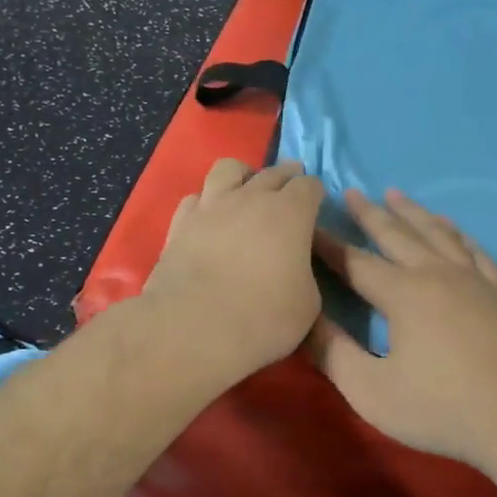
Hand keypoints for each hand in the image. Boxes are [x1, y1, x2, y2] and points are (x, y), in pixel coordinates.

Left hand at [142, 158, 325, 387]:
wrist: (195, 328)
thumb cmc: (264, 317)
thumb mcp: (308, 303)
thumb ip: (304, 272)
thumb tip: (294, 267)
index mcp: (291, 213)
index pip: (309, 186)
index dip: (315, 194)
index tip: (316, 206)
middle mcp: (251, 198)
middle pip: (273, 172)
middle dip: (286, 177)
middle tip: (290, 188)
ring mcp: (212, 206)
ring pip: (229, 169)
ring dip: (243, 175)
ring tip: (246, 189)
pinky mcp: (180, 223)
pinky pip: (196, 198)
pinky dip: (207, 203)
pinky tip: (210, 218)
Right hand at [309, 189, 496, 471]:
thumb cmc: (441, 409)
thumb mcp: (371, 391)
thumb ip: (333, 353)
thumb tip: (305, 318)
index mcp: (403, 294)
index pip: (355, 261)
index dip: (328, 244)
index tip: (307, 226)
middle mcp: (437, 274)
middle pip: (397, 235)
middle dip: (370, 214)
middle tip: (351, 192)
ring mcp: (475, 280)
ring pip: (438, 233)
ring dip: (413, 213)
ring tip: (395, 195)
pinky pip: (475, 250)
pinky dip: (457, 233)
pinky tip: (451, 227)